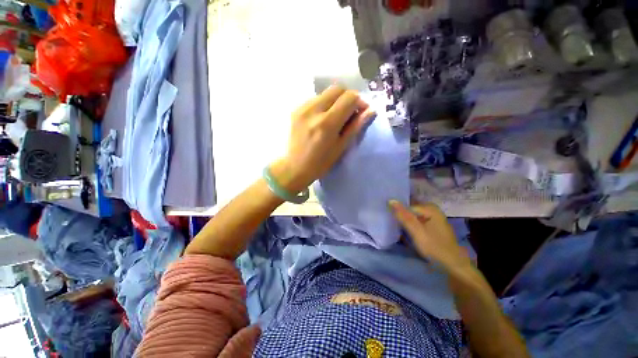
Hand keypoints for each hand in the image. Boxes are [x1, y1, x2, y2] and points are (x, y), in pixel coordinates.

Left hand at [270, 85, 374, 192]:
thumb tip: (371, 110)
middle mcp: (313, 110)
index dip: (359, 102)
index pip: (349, 98)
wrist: (293, 167)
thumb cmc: (320, 163)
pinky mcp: (295, 110)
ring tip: (335, 117)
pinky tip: (322, 119)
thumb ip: (355, 127)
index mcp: (327, 123)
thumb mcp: (340, 147)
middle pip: (337, 89)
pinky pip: (314, 99)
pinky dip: (323, 105)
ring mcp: (302, 108)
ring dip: (335, 101)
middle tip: (349, 113)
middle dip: (348, 97)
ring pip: (325, 93)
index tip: (360, 112)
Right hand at [389, 201, 471, 272]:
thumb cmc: (434, 247)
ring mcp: (434, 219)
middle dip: (401, 214)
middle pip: (411, 209)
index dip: (398, 211)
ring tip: (397, 226)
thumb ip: (403, 216)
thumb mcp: (416, 231)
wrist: (452, 265)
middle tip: (392, 222)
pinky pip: (418, 221)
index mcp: (430, 208)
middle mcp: (433, 211)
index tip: (389, 217)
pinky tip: (407, 231)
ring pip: (414, 215)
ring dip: (405, 220)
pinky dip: (411, 224)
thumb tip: (390, 200)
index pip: (408, 205)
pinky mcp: (433, 227)